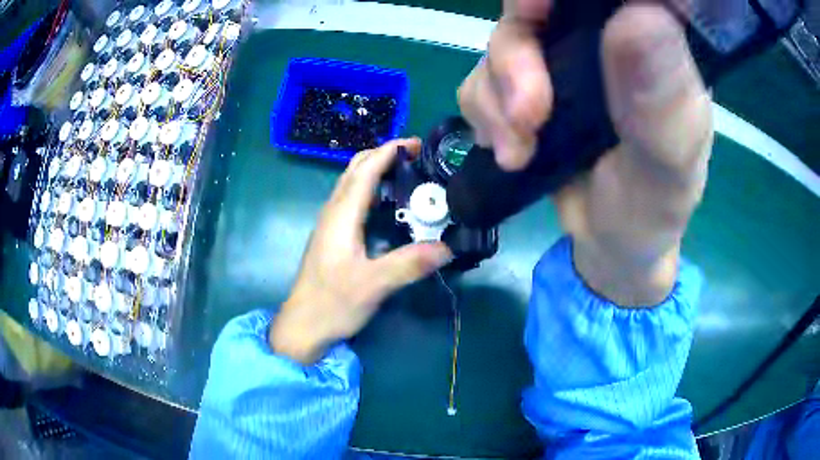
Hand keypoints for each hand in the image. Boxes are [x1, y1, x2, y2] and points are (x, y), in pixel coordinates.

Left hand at [271, 138, 452, 363]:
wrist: (303, 326)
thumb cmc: (333, 303)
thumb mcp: (374, 285)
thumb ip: (410, 264)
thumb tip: (449, 246)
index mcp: (341, 215)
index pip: (365, 169)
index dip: (389, 151)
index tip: (417, 144)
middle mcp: (333, 212)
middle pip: (355, 169)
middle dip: (384, 155)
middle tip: (417, 158)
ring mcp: (330, 223)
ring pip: (352, 183)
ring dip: (377, 170)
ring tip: (409, 175)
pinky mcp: (332, 236)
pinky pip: (352, 200)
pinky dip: (371, 190)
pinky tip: (390, 206)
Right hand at [459, 1, 712, 304]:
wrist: (611, 245)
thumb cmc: (654, 208)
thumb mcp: (668, 164)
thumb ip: (662, 100)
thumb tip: (640, 15)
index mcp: (655, 46)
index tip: (539, 11)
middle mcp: (606, 40)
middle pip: (541, 7)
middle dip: (518, 52)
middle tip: (527, 113)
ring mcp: (563, 60)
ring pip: (504, 39)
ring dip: (496, 94)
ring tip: (518, 150)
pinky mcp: (529, 85)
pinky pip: (482, 76)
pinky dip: (483, 111)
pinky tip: (509, 149)